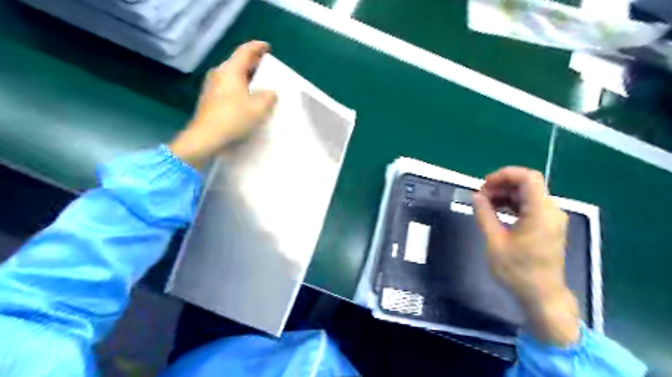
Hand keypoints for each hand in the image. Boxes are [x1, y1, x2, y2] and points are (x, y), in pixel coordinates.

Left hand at [173, 42, 280, 168]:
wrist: (205, 138)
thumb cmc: (233, 119)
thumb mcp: (258, 108)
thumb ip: (268, 97)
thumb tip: (270, 92)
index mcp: (230, 71)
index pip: (245, 52)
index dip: (257, 47)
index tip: (267, 47)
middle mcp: (219, 74)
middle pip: (238, 62)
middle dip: (253, 63)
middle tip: (267, 67)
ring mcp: (212, 87)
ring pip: (233, 75)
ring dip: (247, 77)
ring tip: (260, 84)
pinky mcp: (210, 99)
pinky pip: (229, 86)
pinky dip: (240, 87)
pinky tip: (248, 98)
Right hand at [471, 168, 576, 346]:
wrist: (541, 296)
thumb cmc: (517, 270)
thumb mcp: (494, 241)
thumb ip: (484, 214)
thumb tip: (476, 196)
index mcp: (541, 212)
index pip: (527, 177)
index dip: (504, 175)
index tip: (484, 185)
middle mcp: (551, 210)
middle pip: (527, 184)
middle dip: (501, 185)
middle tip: (480, 196)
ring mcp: (551, 218)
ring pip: (527, 194)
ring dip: (505, 194)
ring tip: (484, 204)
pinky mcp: (547, 226)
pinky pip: (529, 205)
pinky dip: (512, 204)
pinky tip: (496, 212)